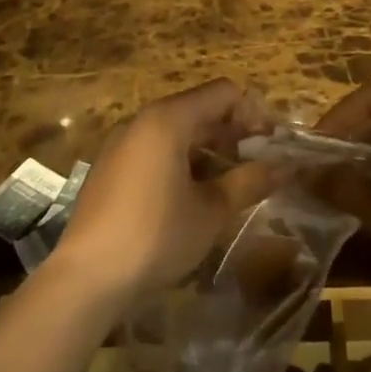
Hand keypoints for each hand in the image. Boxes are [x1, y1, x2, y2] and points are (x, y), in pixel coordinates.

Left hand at [54, 79, 279, 302]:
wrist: (85, 278)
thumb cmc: (155, 236)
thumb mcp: (211, 211)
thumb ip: (249, 182)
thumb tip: (285, 167)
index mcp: (168, 120)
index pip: (223, 93)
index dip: (253, 112)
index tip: (272, 144)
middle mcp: (142, 121)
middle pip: (199, 109)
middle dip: (233, 132)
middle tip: (258, 163)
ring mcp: (122, 144)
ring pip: (177, 131)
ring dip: (209, 148)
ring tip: (230, 181)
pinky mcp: (110, 168)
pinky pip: (155, 149)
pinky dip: (182, 160)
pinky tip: (192, 195)